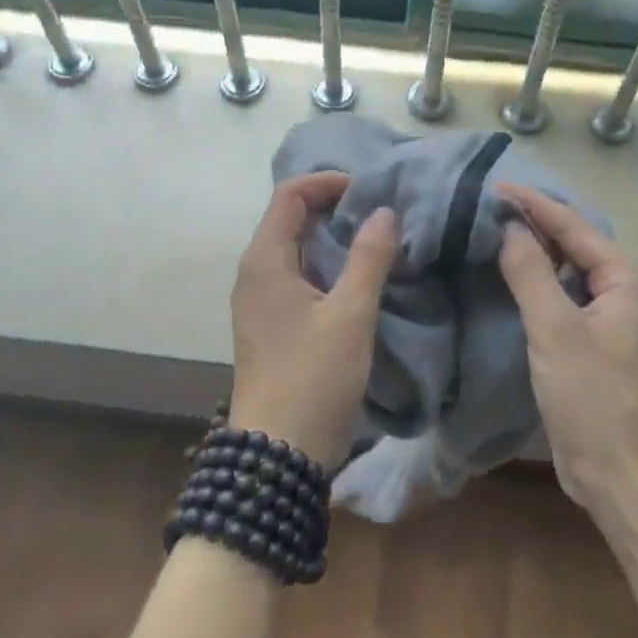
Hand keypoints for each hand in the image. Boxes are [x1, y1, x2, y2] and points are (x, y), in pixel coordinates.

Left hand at [228, 171, 398, 470]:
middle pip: (290, 218)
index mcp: (265, 260)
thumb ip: (369, 257)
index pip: (289, 195)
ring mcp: (259, 301)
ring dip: (332, 238)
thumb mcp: (350, 314)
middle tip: (380, 214)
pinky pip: (297, 276)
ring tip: (377, 241)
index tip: (369, 192)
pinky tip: (358, 278)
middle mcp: (254, 273)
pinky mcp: (271, 324)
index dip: (327, 183)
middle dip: (333, 207)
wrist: (278, 454)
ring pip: (295, 249)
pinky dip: (326, 265)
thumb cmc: (313, 377)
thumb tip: (383, 211)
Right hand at [495, 181, 637, 512]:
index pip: (573, 226)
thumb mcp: (555, 330)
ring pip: (569, 271)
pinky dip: (539, 284)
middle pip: (574, 244)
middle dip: (533, 223)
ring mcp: (614, 319)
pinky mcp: (598, 343)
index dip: (532, 204)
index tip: (491, 186)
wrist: (625, 478)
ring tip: (492, 232)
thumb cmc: (594, 400)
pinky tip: (510, 278)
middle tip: (485, 207)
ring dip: (535, 252)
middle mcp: (627, 291)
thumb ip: (530, 272)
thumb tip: (510, 226)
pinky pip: (565, 298)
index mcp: (628, 279)